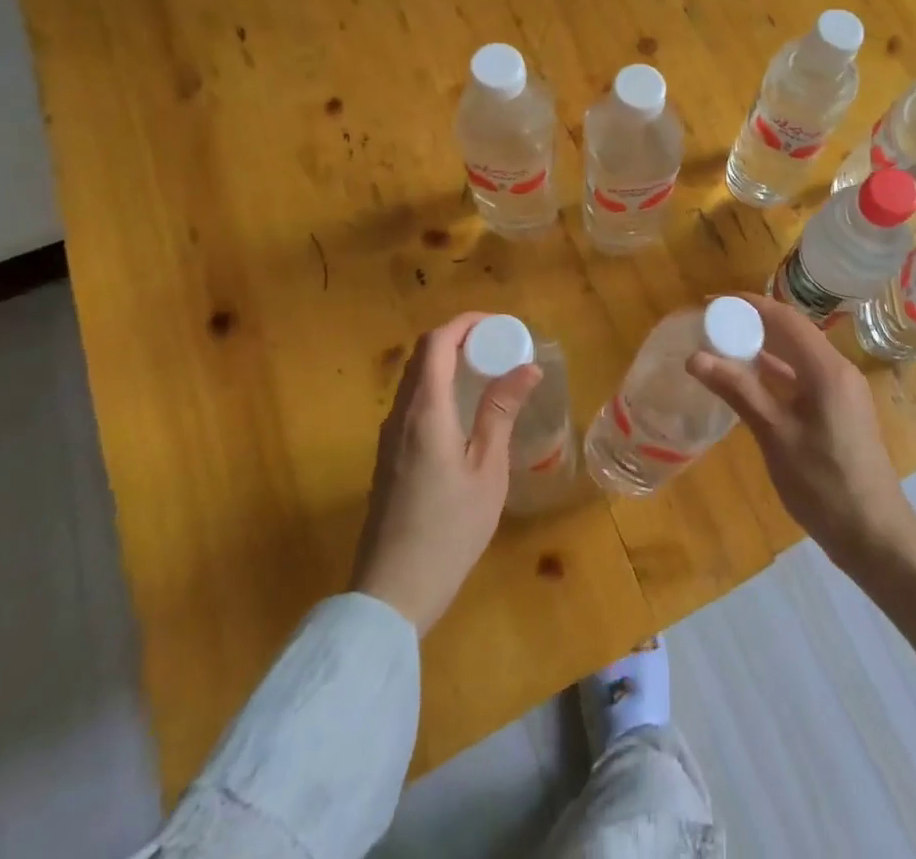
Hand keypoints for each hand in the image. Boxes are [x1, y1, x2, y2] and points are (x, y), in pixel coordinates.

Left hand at [350, 312, 540, 632]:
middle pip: (423, 355)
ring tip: (490, 372)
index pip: (437, 342)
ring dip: (450, 362)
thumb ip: (501, 413)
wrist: (391, 593)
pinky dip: (440, 386)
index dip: (467, 324)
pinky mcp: (388, 456)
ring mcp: (389, 437)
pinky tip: (466, 409)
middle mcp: (400, 415)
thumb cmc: (448, 530)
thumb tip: (527, 367)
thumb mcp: (487, 470)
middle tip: (501, 347)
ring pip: (416, 378)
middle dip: (461, 339)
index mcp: (425, 411)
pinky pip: (413, 401)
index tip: (502, 327)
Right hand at [687, 293, 915, 574]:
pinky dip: (777, 373)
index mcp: (827, 369)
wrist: (875, 536)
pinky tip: (751, 381)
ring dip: (764, 348)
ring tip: (723, 347)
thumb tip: (695, 357)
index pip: (785, 318)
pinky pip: (805, 377)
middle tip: (712, 325)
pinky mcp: (840, 411)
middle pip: (793, 332)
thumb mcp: (776, 436)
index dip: (748, 305)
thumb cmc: (824, 484)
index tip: (712, 303)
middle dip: (753, 323)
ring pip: (798, 355)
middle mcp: (838, 370)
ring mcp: (842, 391)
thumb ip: (738, 391)